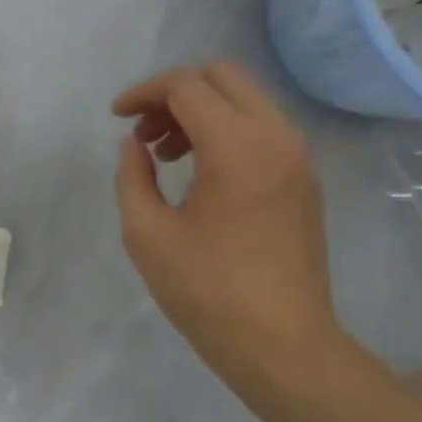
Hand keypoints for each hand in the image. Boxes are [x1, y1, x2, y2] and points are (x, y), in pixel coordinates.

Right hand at [113, 61, 343, 388]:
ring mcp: (298, 157)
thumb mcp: (147, 234)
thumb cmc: (207, 292)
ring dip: (202, 112)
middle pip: (223, 76)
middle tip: (144, 132)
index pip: (186, 85)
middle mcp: (275, 136)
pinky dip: (227, 132)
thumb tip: (134, 145)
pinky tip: (201, 175)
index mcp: (236, 146)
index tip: (117, 119)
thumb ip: (132, 177)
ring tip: (167, 156)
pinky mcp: (305, 180)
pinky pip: (263, 130)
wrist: (282, 345)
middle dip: (175, 92)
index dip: (143, 93)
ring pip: (246, 100)